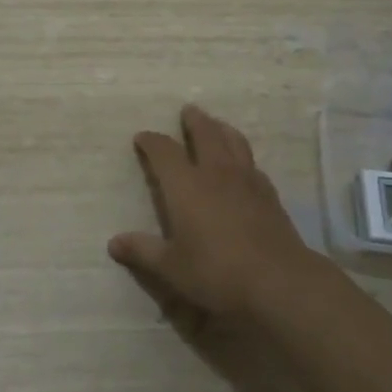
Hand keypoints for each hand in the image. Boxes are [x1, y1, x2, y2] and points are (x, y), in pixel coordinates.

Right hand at [108, 104, 320, 325]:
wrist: (278, 280)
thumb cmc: (216, 271)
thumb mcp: (171, 267)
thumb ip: (143, 251)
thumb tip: (114, 243)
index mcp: (185, 185)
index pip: (164, 151)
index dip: (151, 141)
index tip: (142, 137)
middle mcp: (215, 173)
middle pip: (206, 134)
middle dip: (194, 121)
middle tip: (188, 111)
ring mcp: (246, 180)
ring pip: (234, 141)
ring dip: (222, 129)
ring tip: (217, 125)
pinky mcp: (269, 194)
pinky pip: (252, 163)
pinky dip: (242, 155)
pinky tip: (243, 165)